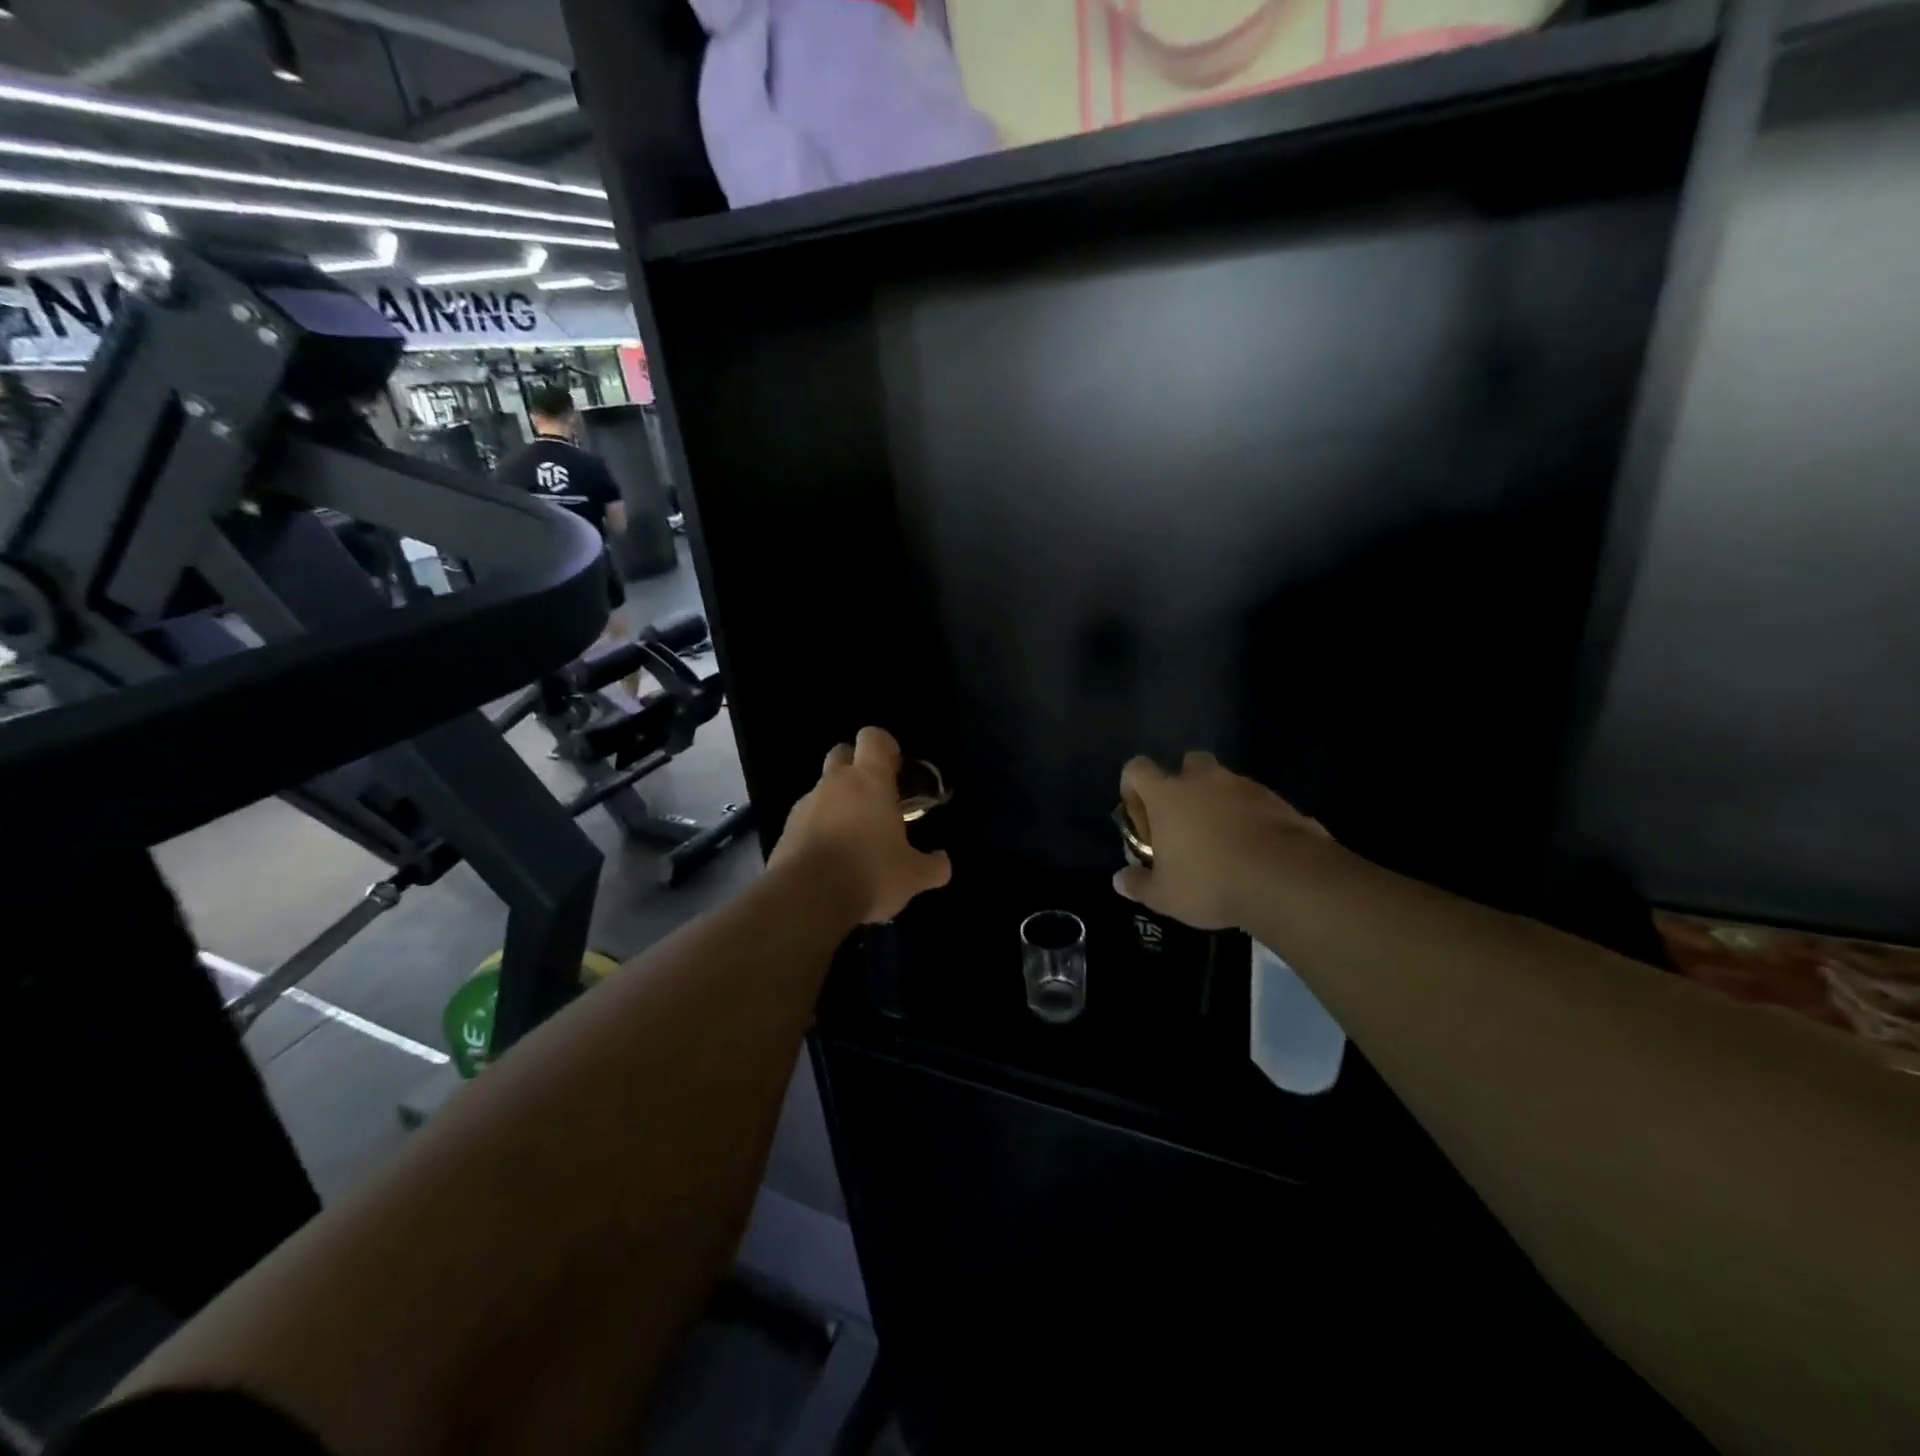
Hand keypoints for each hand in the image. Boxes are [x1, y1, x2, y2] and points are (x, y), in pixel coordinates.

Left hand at [771, 727, 952, 923]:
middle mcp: (835, 784)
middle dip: (856, 766)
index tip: (895, 765)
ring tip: (854, 836)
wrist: (807, 898)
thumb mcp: (913, 876)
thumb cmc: (870, 873)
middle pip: (841, 754)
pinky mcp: (786, 830)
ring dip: (837, 802)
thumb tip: (943, 863)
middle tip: (875, 796)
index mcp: (869, 780)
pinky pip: (806, 819)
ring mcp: (805, 805)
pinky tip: (831, 858)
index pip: (872, 737)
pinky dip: (818, 829)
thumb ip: (933, 866)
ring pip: (822, 789)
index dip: (884, 745)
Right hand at [1114, 751, 1335, 930]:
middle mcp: (1203, 780)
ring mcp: (1244, 786)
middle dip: (1184, 786)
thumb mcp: (1164, 895)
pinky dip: (1250, 817)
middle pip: (1187, 764)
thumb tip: (1120, 881)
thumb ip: (1138, 885)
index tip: (1140, 816)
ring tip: (1223, 842)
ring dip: (1220, 802)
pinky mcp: (1278, 800)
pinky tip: (1254, 850)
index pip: (1137, 769)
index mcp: (1167, 794)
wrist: (1286, 879)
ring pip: (1224, 782)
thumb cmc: (1210, 882)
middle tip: (1185, 822)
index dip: (1133, 787)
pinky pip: (1255, 802)